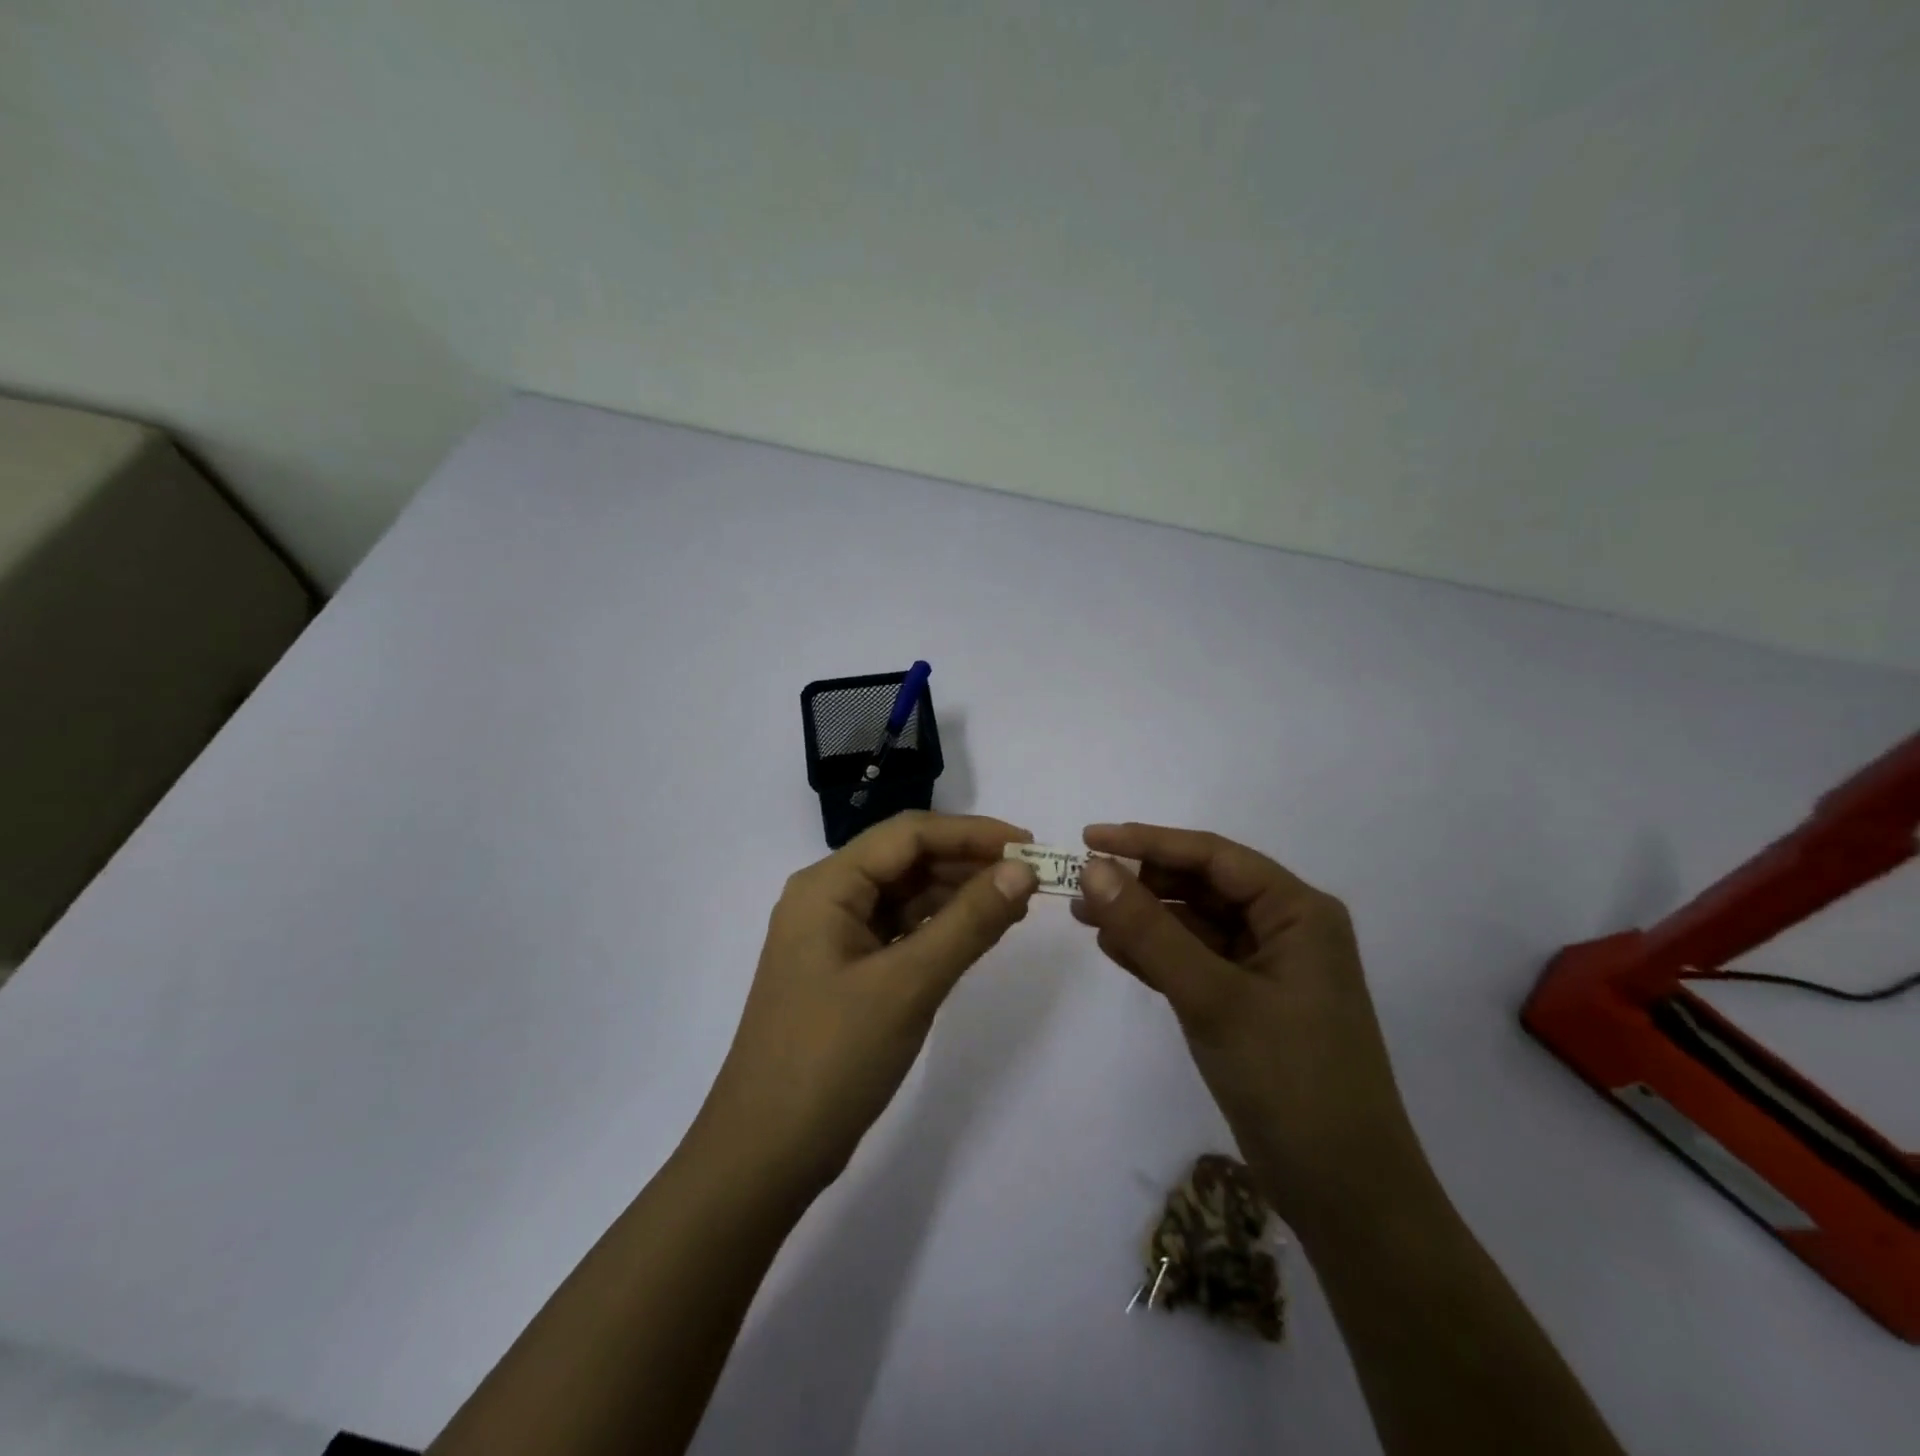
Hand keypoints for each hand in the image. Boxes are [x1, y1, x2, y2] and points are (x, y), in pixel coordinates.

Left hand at [690, 812, 1038, 1197]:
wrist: (765, 1156)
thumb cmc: (832, 1059)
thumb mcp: (908, 985)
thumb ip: (969, 922)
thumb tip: (1023, 870)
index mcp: (827, 886)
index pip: (909, 834)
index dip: (972, 832)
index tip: (1029, 844)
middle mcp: (827, 899)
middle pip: (906, 860)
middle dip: (968, 862)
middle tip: (1030, 878)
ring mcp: (834, 937)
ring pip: (905, 896)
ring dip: (957, 894)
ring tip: (1015, 903)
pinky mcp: (846, 972)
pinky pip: (900, 931)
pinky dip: (940, 928)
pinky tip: (978, 933)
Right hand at [1073, 823, 1426, 1232]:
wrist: (1346, 1195)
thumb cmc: (1292, 1081)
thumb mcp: (1213, 998)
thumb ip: (1150, 932)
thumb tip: (1093, 870)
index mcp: (1298, 911)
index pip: (1213, 856)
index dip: (1149, 842)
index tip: (1089, 838)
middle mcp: (1285, 928)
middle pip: (1202, 886)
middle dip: (1141, 883)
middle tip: (1080, 886)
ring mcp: (1266, 967)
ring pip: (1193, 923)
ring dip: (1141, 918)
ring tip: (1083, 916)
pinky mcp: (1247, 1002)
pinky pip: (1193, 960)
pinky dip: (1154, 953)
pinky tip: (1112, 948)